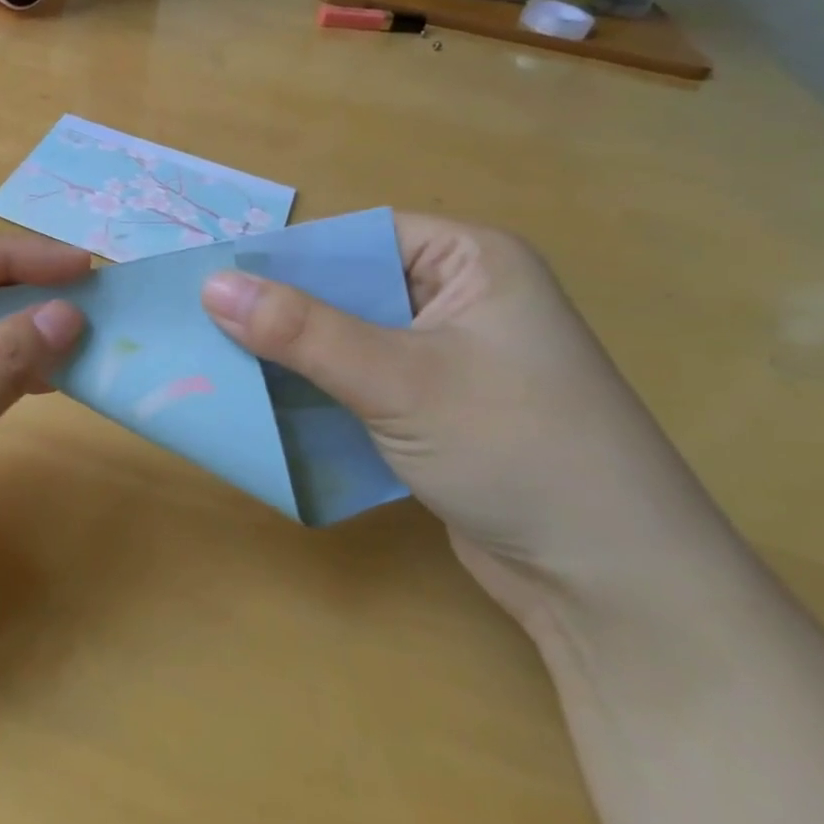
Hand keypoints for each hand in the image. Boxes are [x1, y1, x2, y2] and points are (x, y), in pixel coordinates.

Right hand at [201, 214, 740, 628]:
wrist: (615, 587)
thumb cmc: (516, 450)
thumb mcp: (398, 380)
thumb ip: (301, 331)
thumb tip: (211, 285)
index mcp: (471, 261)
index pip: (359, 236)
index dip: (290, 256)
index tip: (218, 280)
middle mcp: (463, 298)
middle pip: (351, 288)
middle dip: (286, 312)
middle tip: (209, 325)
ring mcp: (453, 357)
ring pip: (352, 339)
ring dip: (298, 356)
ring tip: (223, 362)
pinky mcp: (441, 409)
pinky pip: (364, 382)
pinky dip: (322, 392)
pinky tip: (271, 404)